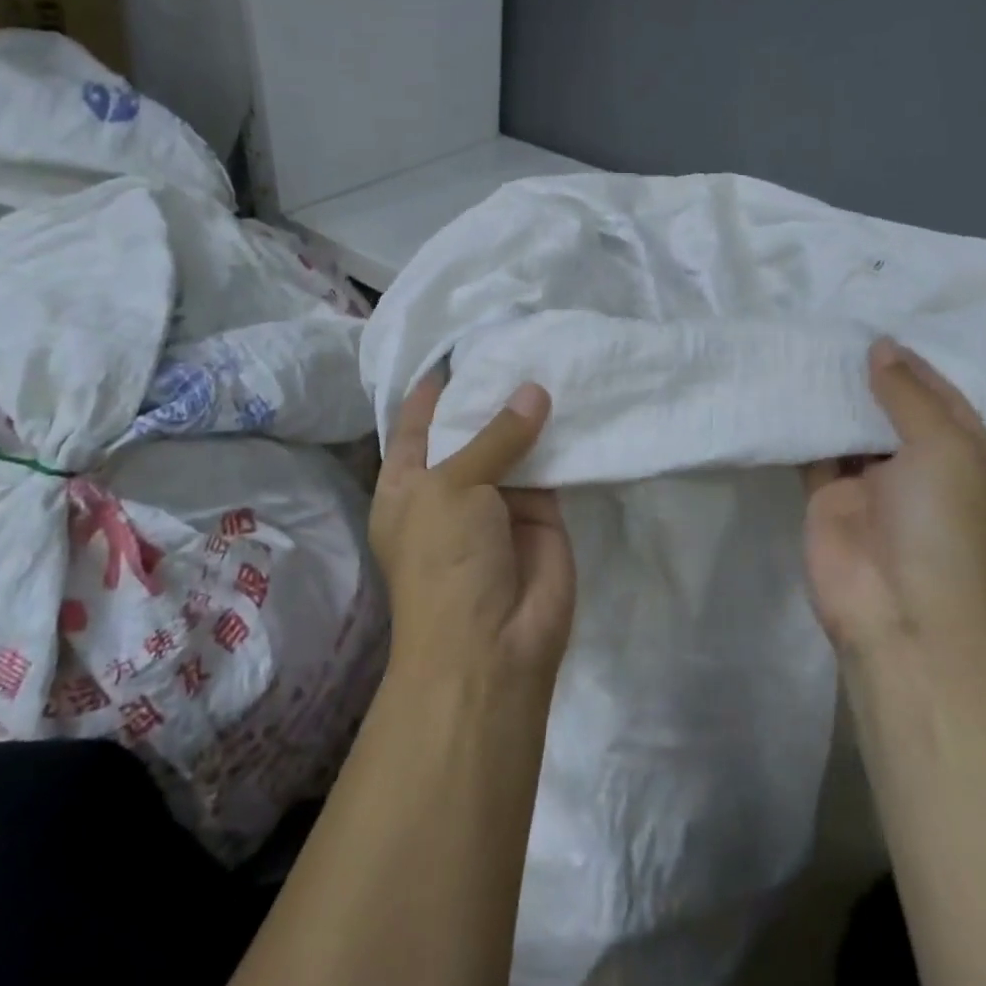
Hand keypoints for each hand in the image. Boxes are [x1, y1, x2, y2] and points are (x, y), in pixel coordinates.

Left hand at [370, 373, 576, 696]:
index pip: (417, 422)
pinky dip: (562, 437)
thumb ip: (494, 436)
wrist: (492, 648)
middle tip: (519, 338)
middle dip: (491, 391)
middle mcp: (452, 486)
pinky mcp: (543, 511)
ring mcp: (499, 498)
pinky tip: (577, 397)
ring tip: (551, 355)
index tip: (461, 345)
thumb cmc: (445, 561)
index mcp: (408, 483)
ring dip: (530, 410)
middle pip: (471, 428)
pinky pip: (552, 465)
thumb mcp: (453, 488)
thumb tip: (533, 390)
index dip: (435, 387)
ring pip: (515, 443)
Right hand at [802, 338, 985, 664]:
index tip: (878, 329)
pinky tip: (786, 390)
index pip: (945, 400)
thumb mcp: (947, 450)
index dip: (914, 366)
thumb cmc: (946, 528)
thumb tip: (881, 347)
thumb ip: (909, 396)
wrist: (902, 617)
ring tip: (808, 349)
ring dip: (836, 400)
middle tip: (835, 329)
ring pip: (853, 431)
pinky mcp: (830, 500)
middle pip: (896, 412)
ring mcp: (875, 488)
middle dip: (871, 378)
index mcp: (975, 462)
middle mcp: (927, 472)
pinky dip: (804, 427)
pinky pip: (817, 454)